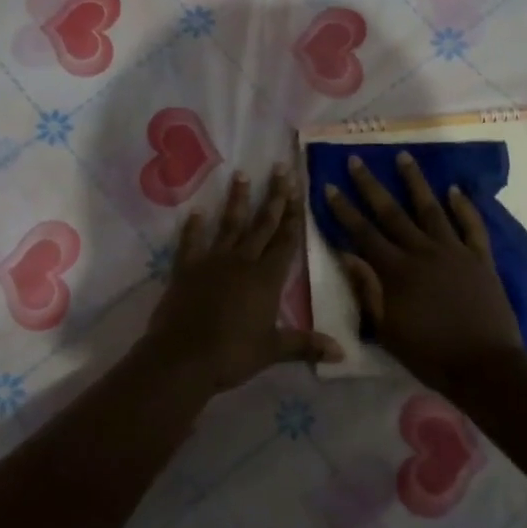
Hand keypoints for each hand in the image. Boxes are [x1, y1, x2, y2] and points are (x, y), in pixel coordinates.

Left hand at [144, 166, 343, 393]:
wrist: (183, 358)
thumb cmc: (233, 354)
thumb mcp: (273, 350)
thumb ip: (306, 345)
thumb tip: (343, 353)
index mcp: (267, 279)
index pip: (285, 241)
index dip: (293, 215)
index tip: (298, 188)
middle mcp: (242, 262)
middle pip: (262, 224)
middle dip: (273, 196)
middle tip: (280, 169)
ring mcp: (212, 262)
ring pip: (229, 225)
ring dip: (237, 200)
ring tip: (241, 174)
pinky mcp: (186, 269)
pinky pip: (190, 242)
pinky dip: (193, 227)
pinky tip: (196, 212)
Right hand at [324, 153, 524, 390]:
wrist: (484, 365)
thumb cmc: (429, 354)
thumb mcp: (386, 330)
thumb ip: (367, 290)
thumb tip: (346, 254)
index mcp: (395, 271)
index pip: (363, 233)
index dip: (344, 209)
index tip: (329, 185)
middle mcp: (422, 252)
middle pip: (391, 213)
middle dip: (371, 185)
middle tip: (357, 159)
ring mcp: (453, 251)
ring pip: (430, 209)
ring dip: (415, 182)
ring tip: (403, 156)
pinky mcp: (480, 258)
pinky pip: (472, 225)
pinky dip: (464, 206)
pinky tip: (455, 189)